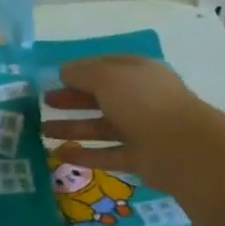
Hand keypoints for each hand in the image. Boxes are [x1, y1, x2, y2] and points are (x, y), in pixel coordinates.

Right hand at [43, 55, 196, 187]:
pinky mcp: (139, 158)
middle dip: (71, 100)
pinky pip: (107, 154)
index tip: (54, 78)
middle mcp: (140, 99)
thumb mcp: (107, 77)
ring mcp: (141, 130)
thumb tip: (64, 72)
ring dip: (72, 128)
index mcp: (138, 73)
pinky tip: (59, 155)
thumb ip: (82, 73)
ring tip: (42, 132)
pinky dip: (84, 155)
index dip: (80, 71)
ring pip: (100, 127)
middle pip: (100, 97)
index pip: (106, 67)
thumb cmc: (143, 102)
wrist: (182, 147)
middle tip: (44, 103)